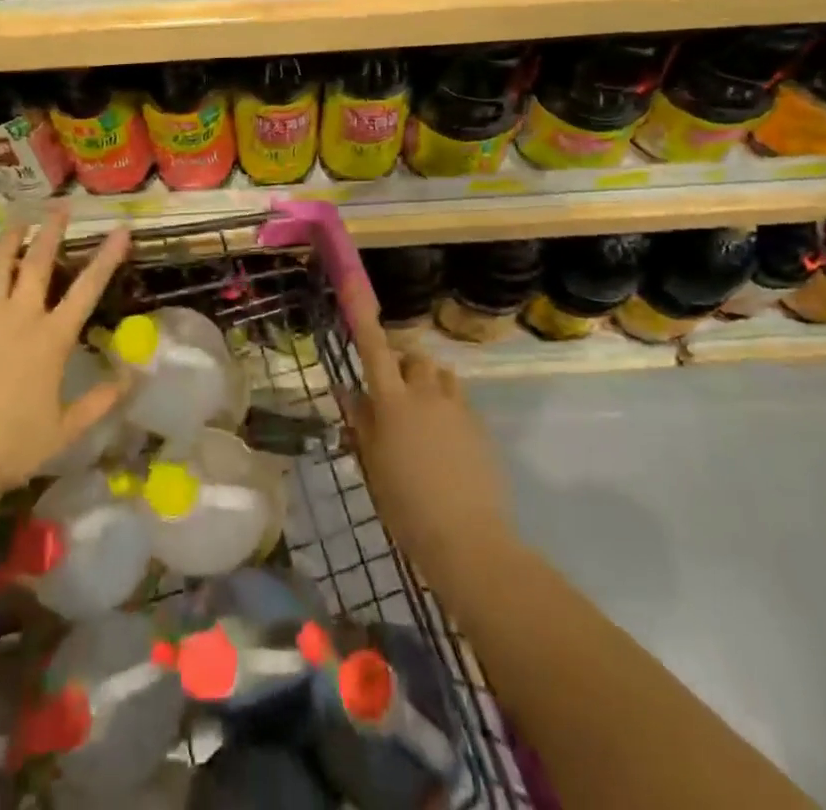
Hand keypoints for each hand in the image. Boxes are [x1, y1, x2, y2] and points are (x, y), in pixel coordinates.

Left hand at [0, 208, 129, 505]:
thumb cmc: (17, 447)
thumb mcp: (68, 428)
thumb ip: (101, 400)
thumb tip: (132, 378)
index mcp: (53, 339)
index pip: (88, 289)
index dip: (107, 257)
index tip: (120, 230)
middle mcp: (20, 318)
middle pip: (39, 265)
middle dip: (52, 233)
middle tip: (60, 208)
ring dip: (9, 240)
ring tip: (17, 217)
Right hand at [343, 286, 515, 597]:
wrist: (467, 539)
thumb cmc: (406, 505)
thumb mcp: (372, 464)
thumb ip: (361, 421)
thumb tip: (346, 390)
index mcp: (393, 402)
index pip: (374, 349)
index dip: (362, 316)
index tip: (354, 285)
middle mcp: (426, 394)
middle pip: (413, 357)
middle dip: (401, 364)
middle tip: (390, 397)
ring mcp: (457, 408)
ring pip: (439, 375)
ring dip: (426, 384)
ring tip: (420, 419)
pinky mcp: (479, 425)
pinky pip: (458, 400)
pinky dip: (446, 408)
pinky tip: (443, 444)